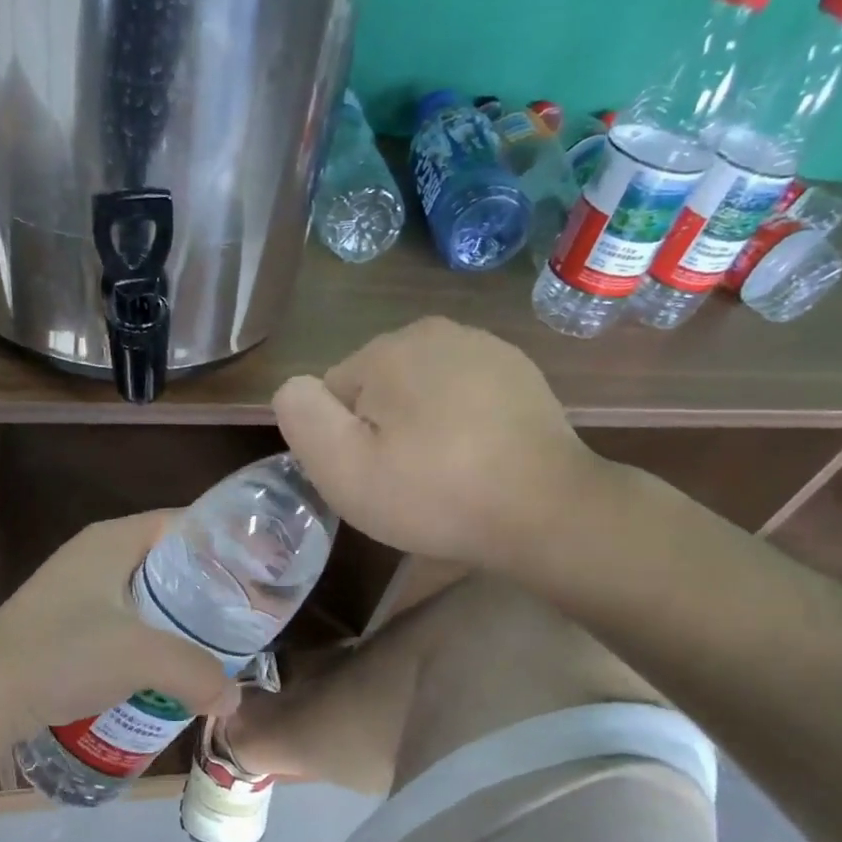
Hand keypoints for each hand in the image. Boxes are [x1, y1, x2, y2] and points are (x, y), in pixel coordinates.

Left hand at [0, 512, 240, 740]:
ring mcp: (77, 588)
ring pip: (146, 594)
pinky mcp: (66, 622)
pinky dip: (151, 637)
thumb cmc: (64, 654)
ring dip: (178, 618)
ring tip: (214, 644)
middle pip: (168, 560)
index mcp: (114, 539)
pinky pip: (125, 620)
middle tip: (242, 615)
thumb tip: (232, 699)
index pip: (184, 523)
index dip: (224, 543)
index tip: (259, 572)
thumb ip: (198, 674)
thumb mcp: (143, 658)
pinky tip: (168, 667)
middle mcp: (96, 554)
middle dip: (206, 588)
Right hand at [273, 318, 609, 573]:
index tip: (373, 478)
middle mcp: (434, 331)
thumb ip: (302, 417)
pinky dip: (461, 423)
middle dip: (382, 429)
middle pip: (378, 388)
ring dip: (421, 426)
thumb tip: (295, 389)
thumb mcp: (343, 468)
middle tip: (406, 481)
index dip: (343, 442)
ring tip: (445, 474)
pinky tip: (478, 460)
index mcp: (387, 349)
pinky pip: (463, 396)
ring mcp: (485, 348)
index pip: (334, 394)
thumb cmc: (435, 493)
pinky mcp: (519, 373)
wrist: (546, 510)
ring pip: (421, 391)